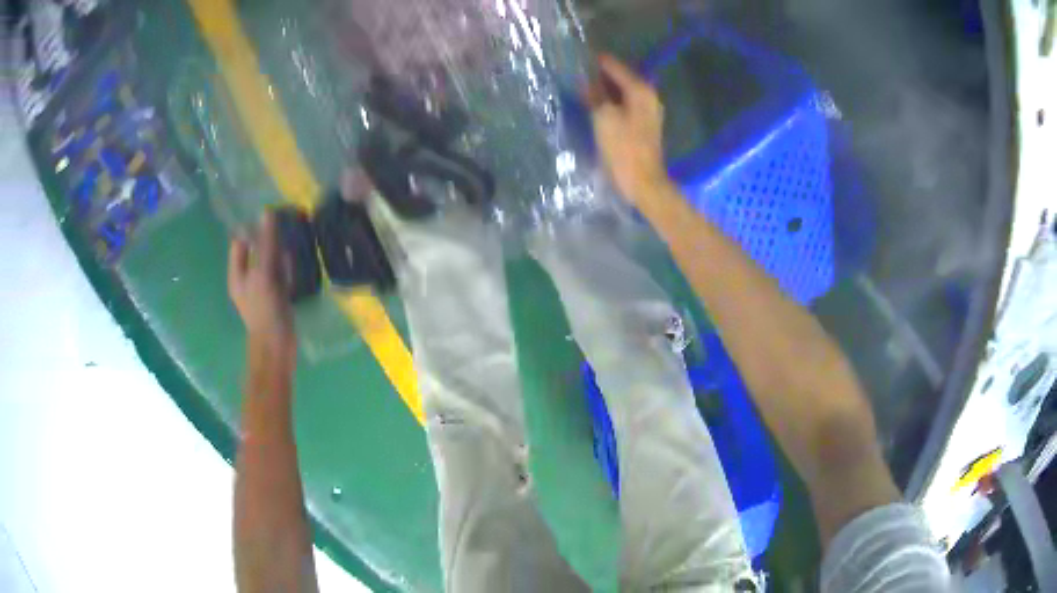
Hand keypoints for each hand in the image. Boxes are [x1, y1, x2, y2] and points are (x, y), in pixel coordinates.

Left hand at [228, 212, 295, 369]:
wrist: (277, 347)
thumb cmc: (264, 310)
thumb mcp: (263, 274)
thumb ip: (266, 245)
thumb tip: (266, 212)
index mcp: (237, 273)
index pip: (240, 242)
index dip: (252, 229)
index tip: (271, 215)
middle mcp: (247, 278)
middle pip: (256, 250)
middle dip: (269, 239)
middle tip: (287, 225)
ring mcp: (263, 288)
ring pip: (270, 261)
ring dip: (280, 252)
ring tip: (295, 238)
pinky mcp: (277, 296)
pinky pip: (281, 275)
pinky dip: (288, 267)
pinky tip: (298, 262)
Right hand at [586, 54, 671, 202]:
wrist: (643, 182)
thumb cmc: (623, 148)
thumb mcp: (603, 117)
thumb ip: (593, 94)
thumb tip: (584, 79)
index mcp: (640, 89)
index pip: (613, 65)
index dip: (594, 61)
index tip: (574, 57)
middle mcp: (647, 95)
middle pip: (619, 77)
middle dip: (598, 76)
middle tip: (574, 74)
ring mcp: (647, 110)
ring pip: (620, 92)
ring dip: (602, 90)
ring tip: (580, 89)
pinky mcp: (643, 124)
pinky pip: (623, 105)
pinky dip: (609, 103)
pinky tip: (594, 106)